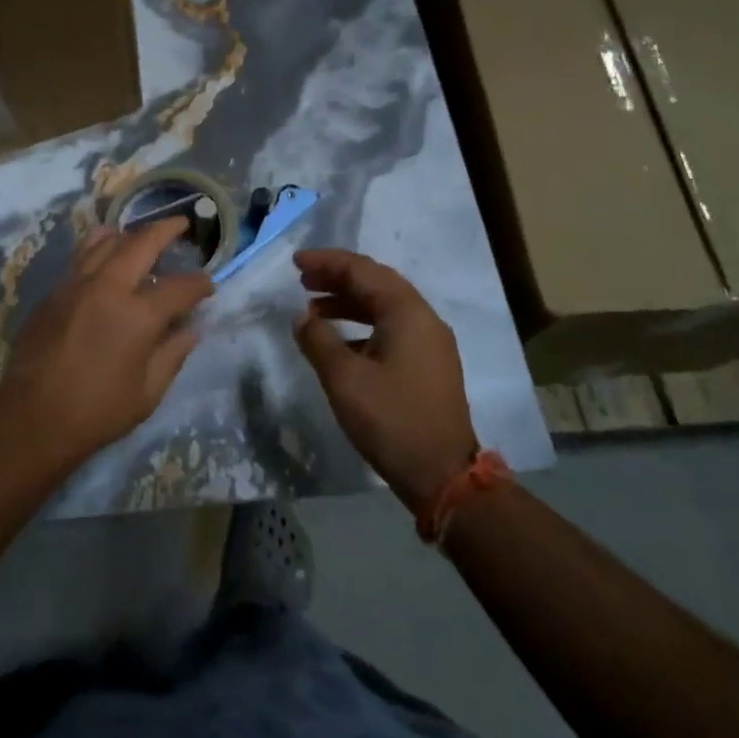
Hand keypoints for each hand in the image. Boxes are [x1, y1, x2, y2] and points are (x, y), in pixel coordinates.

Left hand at [0, 218, 212, 469]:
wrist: (32, 417)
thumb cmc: (96, 411)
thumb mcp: (148, 393)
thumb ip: (173, 354)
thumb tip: (192, 328)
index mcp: (138, 315)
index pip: (180, 287)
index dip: (200, 283)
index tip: (208, 285)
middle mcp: (108, 287)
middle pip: (141, 242)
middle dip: (166, 230)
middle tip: (181, 224)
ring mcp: (76, 284)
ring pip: (105, 240)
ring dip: (129, 233)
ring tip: (141, 235)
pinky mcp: (54, 291)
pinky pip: (81, 256)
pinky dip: (100, 247)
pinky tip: (105, 255)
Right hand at [292, 249, 479, 513]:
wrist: (443, 475)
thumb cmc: (391, 420)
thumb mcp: (344, 379)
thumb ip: (318, 340)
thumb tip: (302, 317)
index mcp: (406, 312)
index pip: (362, 270)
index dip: (326, 262)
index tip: (295, 262)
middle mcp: (423, 318)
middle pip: (376, 282)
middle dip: (337, 277)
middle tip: (302, 279)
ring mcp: (430, 342)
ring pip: (384, 305)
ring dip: (348, 301)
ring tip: (313, 308)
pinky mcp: (429, 363)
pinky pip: (392, 327)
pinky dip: (362, 324)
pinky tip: (339, 340)